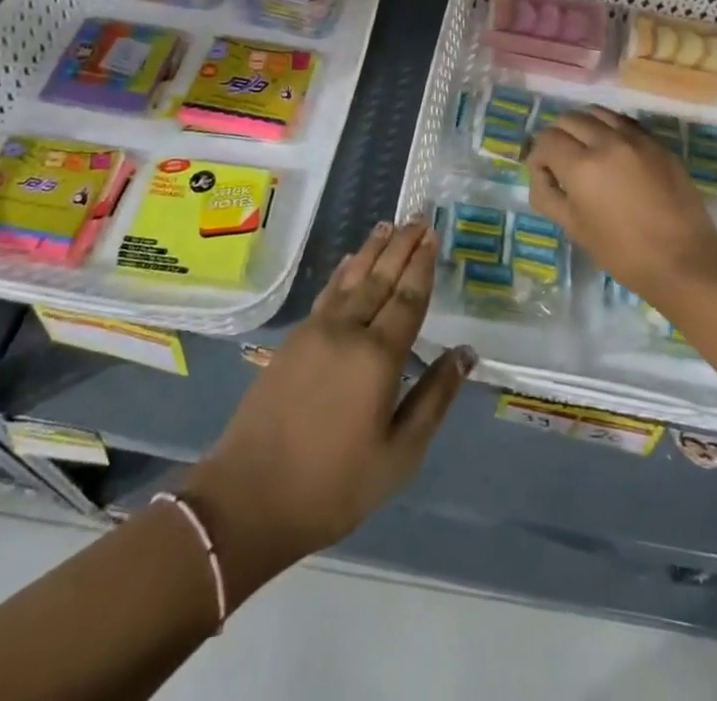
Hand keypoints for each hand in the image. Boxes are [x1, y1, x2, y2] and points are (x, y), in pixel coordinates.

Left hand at [183, 221, 472, 606]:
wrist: (250, 498)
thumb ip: (434, 399)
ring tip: (387, 226)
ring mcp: (316, 332)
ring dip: (371, 250)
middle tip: (417, 218)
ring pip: (351, 279)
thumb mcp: (399, 455)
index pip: (408, 299)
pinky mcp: (293, 341)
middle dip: (401, 246)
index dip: (422, 265)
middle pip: (380, 278)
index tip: (432, 235)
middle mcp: (348, 331)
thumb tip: (466, 354)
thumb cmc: (335, 485)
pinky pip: (326, 293)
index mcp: (378, 357)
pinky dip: (342, 272)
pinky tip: (349, 263)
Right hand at [527, 106, 716, 298]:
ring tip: (587, 151)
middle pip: (569, 119)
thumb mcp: (574, 228)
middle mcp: (607, 141)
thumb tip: (541, 174)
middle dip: (558, 137)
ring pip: (597, 112)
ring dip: (584, 126)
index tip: (546, 175)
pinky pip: (624, 122)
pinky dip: (610, 129)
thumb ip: (547, 195)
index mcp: (582, 165)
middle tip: (563, 163)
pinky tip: (613, 152)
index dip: (539, 157)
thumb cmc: (623, 252)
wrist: (684, 260)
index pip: (547, 139)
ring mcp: (636, 138)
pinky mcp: (658, 143)